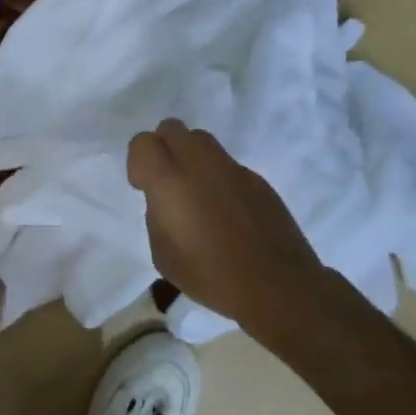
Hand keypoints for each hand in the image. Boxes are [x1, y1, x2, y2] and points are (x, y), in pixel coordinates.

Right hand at [127, 119, 324, 332]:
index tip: (143, 188)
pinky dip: (219, 177)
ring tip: (196, 192)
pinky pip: (227, 165)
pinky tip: (227, 211)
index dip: (138, 162)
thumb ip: (157, 215)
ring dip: (191, 157)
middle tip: (167, 182)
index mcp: (170, 181)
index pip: (143, 142)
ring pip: (201, 140)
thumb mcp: (163, 254)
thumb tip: (165, 201)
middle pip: (172, 128)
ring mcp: (232, 168)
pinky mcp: (257, 178)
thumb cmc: (211, 276)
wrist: (277, 286)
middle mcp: (199, 163)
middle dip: (163, 148)